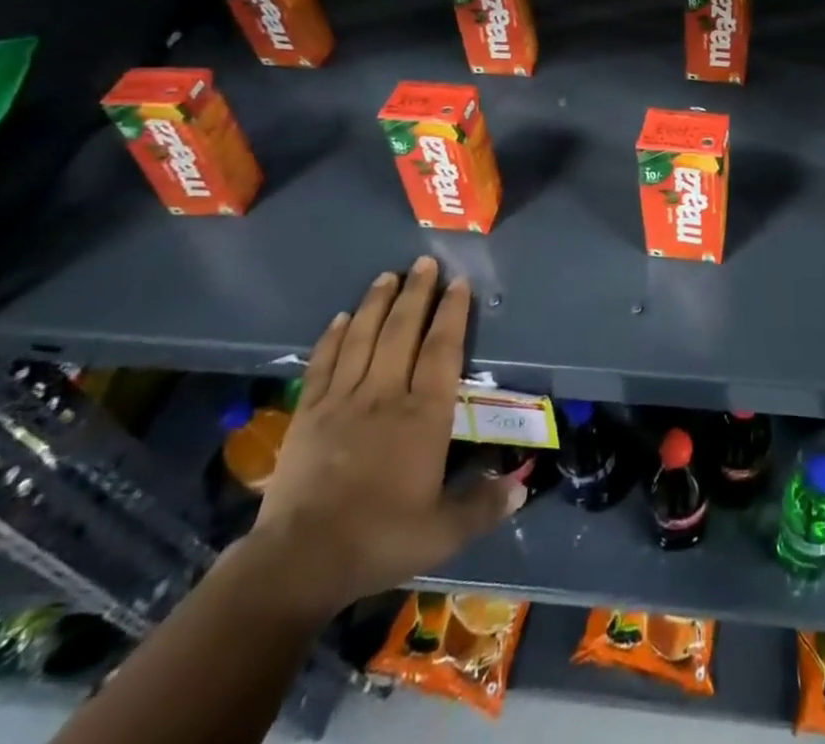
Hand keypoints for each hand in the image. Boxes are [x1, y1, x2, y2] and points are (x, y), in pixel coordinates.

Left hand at [237, 258, 524, 621]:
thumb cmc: (379, 540)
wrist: (300, 562)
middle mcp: (386, 394)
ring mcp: (344, 399)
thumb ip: (483, 506)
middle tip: (425, 261)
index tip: (459, 283)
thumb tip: (523, 485)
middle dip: (417, 293)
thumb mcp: (442, 533)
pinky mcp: (309, 413)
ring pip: (364, 337)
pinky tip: (342, 316)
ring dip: (377, 302)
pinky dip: (334, 336)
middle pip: (403, 331)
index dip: (452, 313)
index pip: (443, 349)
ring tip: (388, 274)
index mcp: (424, 415)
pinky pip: (324, 363)